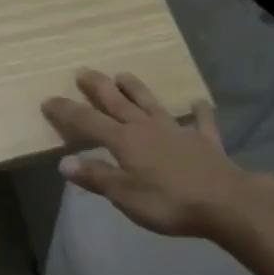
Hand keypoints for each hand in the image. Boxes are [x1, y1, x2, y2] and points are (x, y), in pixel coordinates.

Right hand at [41, 70, 273, 238]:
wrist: (225, 201)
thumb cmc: (169, 202)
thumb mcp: (125, 195)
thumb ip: (96, 176)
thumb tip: (63, 162)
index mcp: (125, 141)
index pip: (88, 122)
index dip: (67, 111)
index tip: (48, 100)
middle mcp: (148, 128)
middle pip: (119, 104)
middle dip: (99, 88)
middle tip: (84, 72)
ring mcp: (178, 131)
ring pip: (152, 104)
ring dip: (137, 89)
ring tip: (123, 74)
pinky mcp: (205, 141)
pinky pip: (200, 122)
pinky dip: (198, 112)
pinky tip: (198, 102)